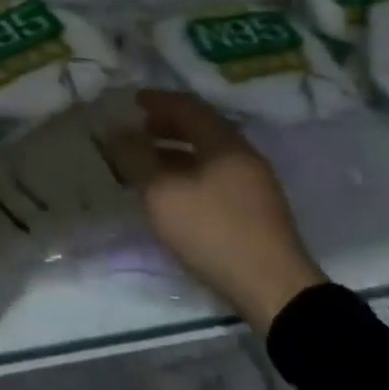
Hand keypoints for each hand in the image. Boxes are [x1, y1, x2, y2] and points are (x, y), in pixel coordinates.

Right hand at [127, 90, 324, 330]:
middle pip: (202, 128)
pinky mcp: (255, 210)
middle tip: (138, 130)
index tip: (132, 101)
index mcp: (224, 142)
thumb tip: (116, 132)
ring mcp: (254, 183)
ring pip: (209, 154)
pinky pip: (215, 175)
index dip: (158, 100)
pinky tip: (173, 192)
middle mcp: (243, 155)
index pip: (188, 106)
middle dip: (167, 126)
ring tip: (148, 163)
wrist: (272, 289)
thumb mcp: (162, 193)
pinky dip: (189, 172)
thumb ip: (137, 158)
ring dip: (177, 152)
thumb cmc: (213, 231)